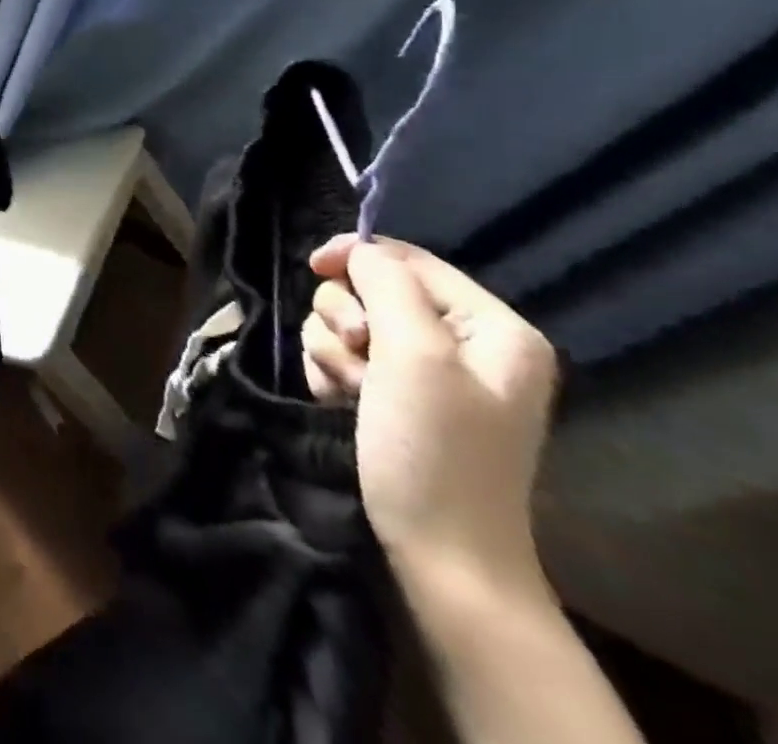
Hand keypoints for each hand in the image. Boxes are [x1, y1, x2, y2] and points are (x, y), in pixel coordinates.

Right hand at [302, 236, 557, 591]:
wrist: (440, 556)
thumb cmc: (436, 450)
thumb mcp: (415, 356)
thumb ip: (388, 286)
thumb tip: (358, 251)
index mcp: (493, 328)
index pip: (408, 259)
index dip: (356, 256)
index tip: (313, 267)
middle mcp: (462, 344)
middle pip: (369, 289)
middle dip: (345, 317)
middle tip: (356, 357)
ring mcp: (425, 373)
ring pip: (346, 322)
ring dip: (332, 349)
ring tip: (349, 391)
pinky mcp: (391, 397)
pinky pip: (340, 356)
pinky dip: (331, 373)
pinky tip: (340, 402)